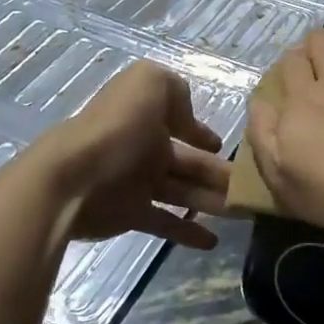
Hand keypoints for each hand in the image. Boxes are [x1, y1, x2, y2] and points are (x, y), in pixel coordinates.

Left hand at [37, 61, 230, 248]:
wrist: (71, 178)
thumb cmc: (115, 128)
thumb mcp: (148, 83)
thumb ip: (175, 90)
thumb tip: (188, 121)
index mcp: (147, 116)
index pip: (182, 124)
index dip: (203, 134)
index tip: (226, 148)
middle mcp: (145, 148)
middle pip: (190, 162)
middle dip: (219, 173)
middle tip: (252, 188)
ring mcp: (138, 183)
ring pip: (184, 192)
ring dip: (213, 201)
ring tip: (242, 213)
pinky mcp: (132, 214)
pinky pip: (167, 222)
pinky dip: (189, 231)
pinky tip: (213, 240)